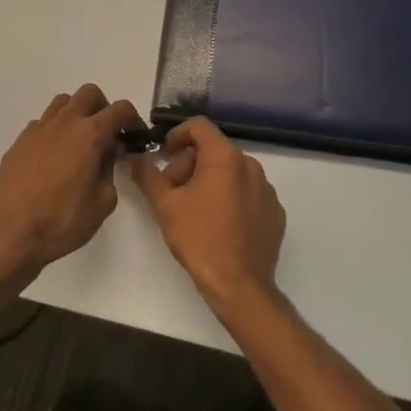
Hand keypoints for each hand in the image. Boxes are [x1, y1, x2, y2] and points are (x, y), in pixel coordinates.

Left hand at [0, 84, 143, 279]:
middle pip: (90, 93)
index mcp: (89, 134)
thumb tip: (106, 152)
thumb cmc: (62, 221)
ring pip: (63, 103)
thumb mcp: (103, 202)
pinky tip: (54, 158)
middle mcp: (64, 123)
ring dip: (77, 114)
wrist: (9, 234)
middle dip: (104, 108)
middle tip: (108, 134)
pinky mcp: (19, 142)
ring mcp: (37, 130)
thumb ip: (110, 169)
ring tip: (80, 142)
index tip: (135, 136)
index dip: (133, 120)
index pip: (120, 110)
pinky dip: (55, 130)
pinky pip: (43, 123)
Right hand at [128, 118, 285, 310]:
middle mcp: (250, 165)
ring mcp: (267, 189)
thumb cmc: (199, 239)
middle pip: (214, 150)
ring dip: (210, 181)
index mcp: (225, 157)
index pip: (200, 126)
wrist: (239, 284)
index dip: (177, 134)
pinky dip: (231, 198)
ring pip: (232, 172)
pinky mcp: (275, 211)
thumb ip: (148, 176)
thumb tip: (136, 158)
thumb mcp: (165, 206)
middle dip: (189, 164)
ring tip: (194, 210)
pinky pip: (248, 193)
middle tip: (172, 190)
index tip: (164, 153)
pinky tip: (218, 224)